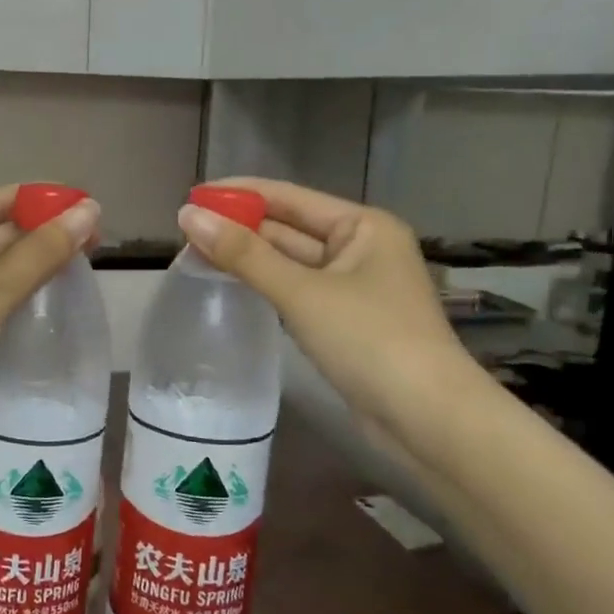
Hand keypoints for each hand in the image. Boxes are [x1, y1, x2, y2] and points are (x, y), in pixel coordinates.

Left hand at [0, 186, 99, 478]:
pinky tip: (41, 302)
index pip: (2, 199)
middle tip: (97, 247)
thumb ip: (42, 253)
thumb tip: (90, 210)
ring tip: (79, 271)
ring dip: (28, 268)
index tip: (94, 214)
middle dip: (41, 238)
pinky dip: (7, 294)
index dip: (47, 204)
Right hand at [177, 178, 478, 446]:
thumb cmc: (370, 340)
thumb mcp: (302, 293)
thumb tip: (188, 216)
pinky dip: (266, 286)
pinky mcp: (346, 322)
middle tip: (185, 229)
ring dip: (250, 257)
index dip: (240, 194)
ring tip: (197, 252)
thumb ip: (244, 255)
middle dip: (241, 227)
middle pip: (290, 228)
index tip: (193, 194)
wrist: (427, 418)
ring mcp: (355, 288)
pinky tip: (233, 285)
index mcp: (363, 226)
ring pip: (292, 262)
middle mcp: (362, 248)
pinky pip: (297, 291)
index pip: (290, 197)